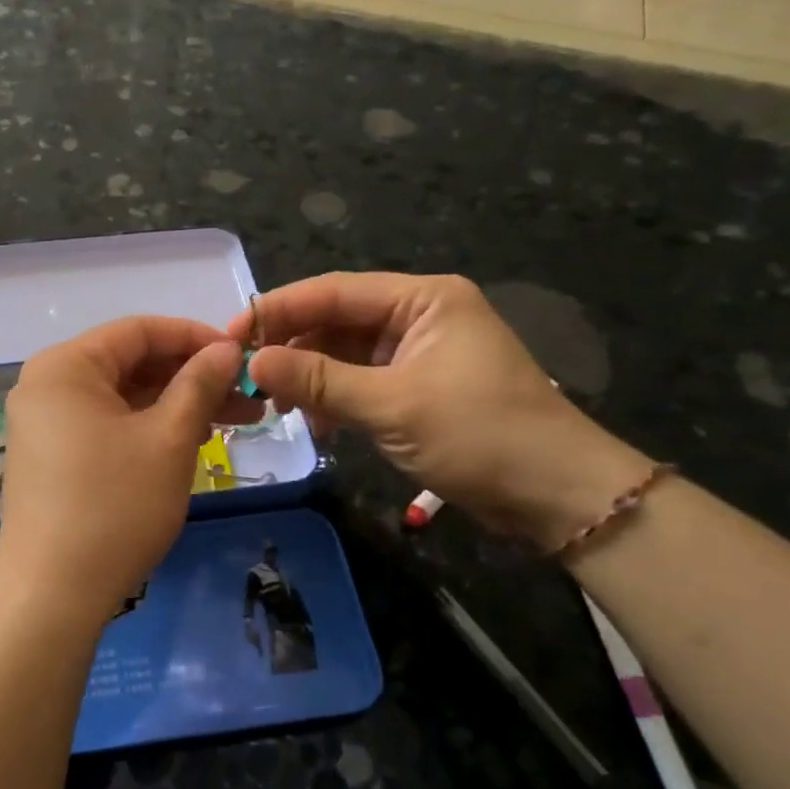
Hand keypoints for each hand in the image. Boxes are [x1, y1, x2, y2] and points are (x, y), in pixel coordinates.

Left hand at [0, 317, 258, 627]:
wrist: (51, 595)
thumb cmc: (114, 507)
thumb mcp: (169, 439)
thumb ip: (199, 384)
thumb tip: (227, 348)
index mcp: (66, 366)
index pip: (140, 330)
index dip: (196, 337)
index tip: (242, 357)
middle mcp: (47, 384)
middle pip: (130, 363)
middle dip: (191, 377)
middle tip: (248, 397)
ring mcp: (45, 422)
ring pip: (123, 397)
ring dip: (176, 405)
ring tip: (233, 421)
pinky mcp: (51, 456)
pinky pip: (107, 424)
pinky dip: (148, 427)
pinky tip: (191, 440)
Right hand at [227, 273, 648, 546]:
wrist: (559, 496)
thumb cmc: (481, 435)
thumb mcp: (391, 406)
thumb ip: (318, 381)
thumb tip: (252, 362)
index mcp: (423, 299)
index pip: (333, 292)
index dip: (278, 310)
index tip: (230, 335)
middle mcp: (419, 315)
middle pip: (336, 321)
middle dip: (293, 348)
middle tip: (246, 377)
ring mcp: (419, 353)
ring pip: (345, 354)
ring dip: (312, 378)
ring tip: (278, 406)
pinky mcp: (419, 388)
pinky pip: (362, 382)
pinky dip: (336, 400)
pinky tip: (316, 425)